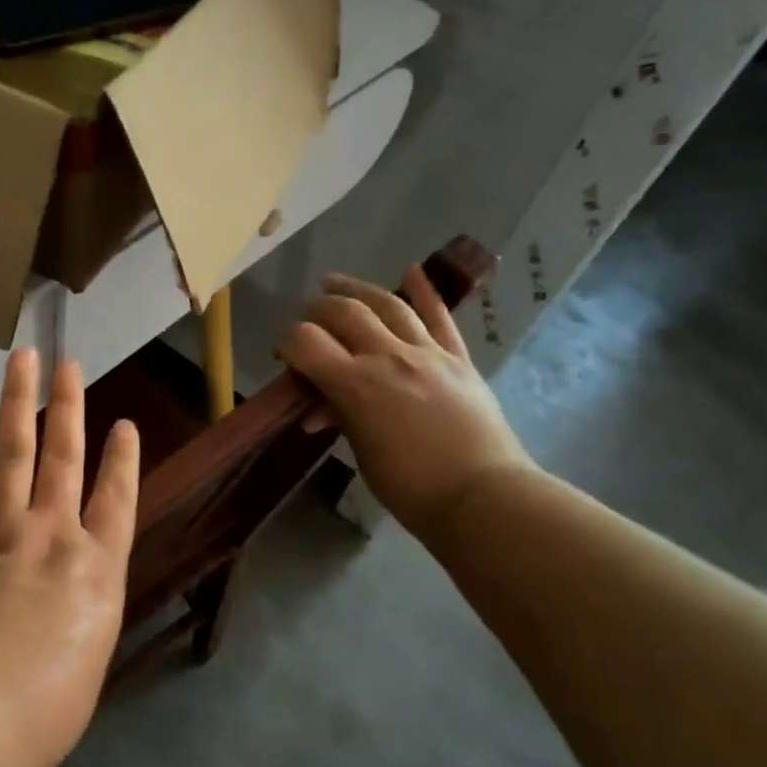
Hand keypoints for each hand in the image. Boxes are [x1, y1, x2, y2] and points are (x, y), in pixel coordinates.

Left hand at [0, 349, 139, 766]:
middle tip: (69, 363)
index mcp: (96, 570)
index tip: (124, 423)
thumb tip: (70, 604)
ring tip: (22, 361)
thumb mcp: (86, 665)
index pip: (117, 500)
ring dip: (17, 403)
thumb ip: (82, 618)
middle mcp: (52, 536)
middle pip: (64, 457)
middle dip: (68, 407)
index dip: (122, 459)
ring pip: (12, 452)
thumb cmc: (41, 714)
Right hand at [279, 267, 534, 538]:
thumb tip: (319, 409)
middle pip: (344, 312)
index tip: (283, 353)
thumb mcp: (362, 453)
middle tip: (307, 319)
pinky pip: (440, 317)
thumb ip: (340, 418)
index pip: (306, 342)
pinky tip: (412, 270)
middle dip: (317, 310)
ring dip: (357, 289)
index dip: (287, 342)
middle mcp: (388, 357)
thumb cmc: (411, 487)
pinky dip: (425, 291)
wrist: (483, 496)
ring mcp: (428, 353)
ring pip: (388, 305)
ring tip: (335, 284)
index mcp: (356, 385)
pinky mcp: (458, 359)